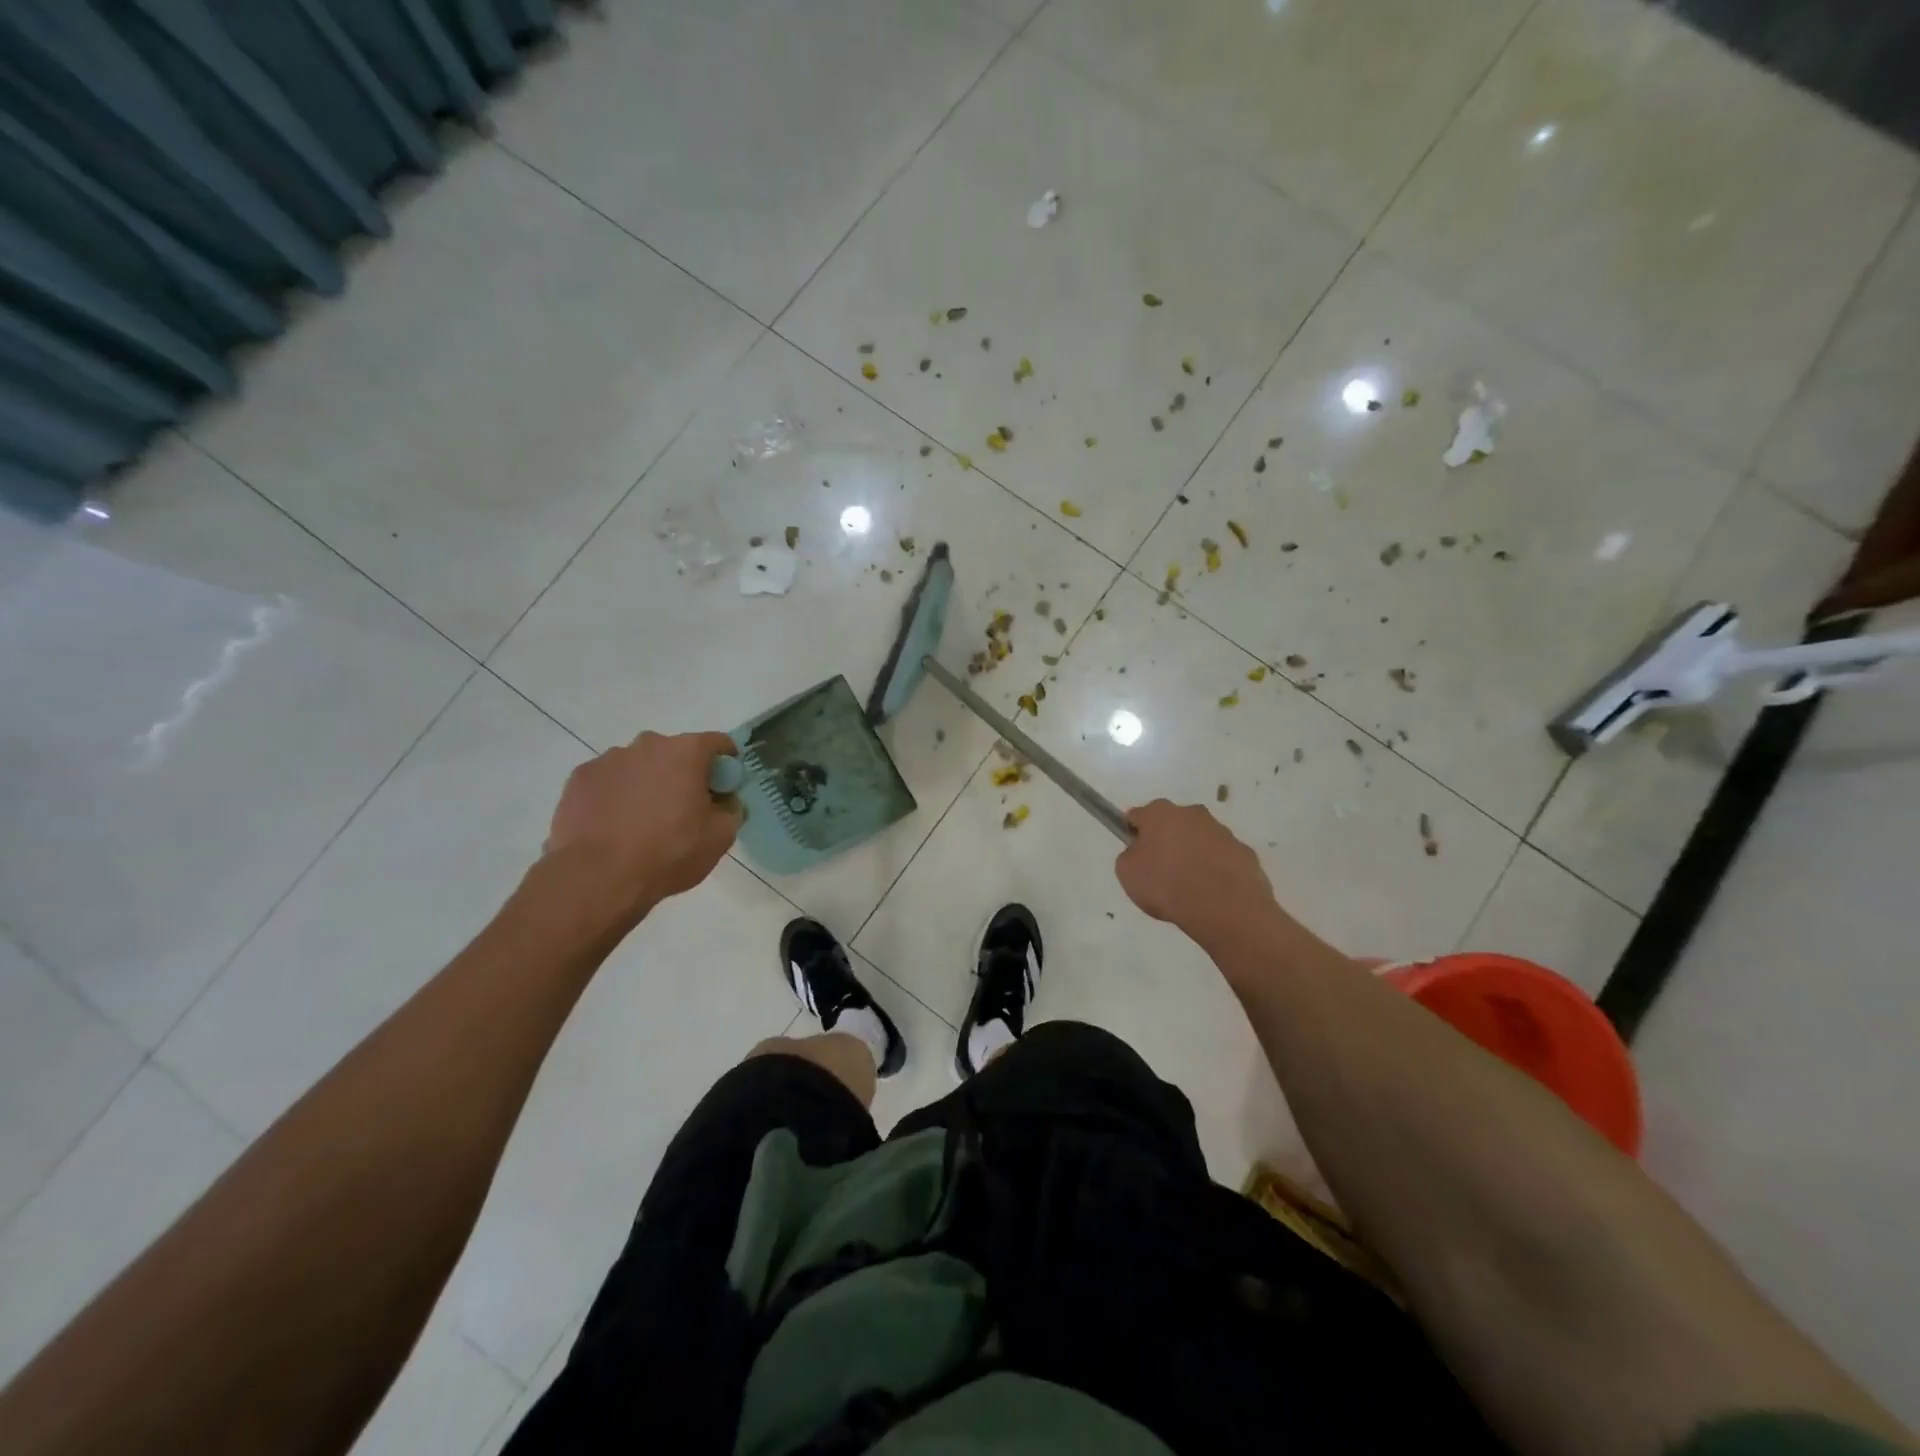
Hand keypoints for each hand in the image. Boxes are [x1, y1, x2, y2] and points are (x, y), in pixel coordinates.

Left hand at [544, 730, 741, 920]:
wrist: (598, 878)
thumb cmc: (669, 853)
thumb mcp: (721, 837)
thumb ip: (732, 809)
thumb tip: (725, 801)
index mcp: (686, 752)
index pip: (718, 743)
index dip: (726, 764)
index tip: (724, 788)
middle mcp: (647, 744)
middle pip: (675, 752)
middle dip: (683, 774)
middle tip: (684, 809)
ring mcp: (608, 759)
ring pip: (639, 765)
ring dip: (647, 783)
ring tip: (642, 822)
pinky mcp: (579, 778)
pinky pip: (609, 781)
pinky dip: (616, 795)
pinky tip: (614, 826)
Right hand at [1115, 800, 1277, 946]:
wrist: (1224, 908)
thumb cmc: (1166, 885)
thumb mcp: (1127, 873)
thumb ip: (1130, 856)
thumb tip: (1140, 853)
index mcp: (1160, 812)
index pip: (1137, 816)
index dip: (1133, 835)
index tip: (1135, 856)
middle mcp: (1193, 813)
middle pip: (1172, 823)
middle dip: (1167, 841)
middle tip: (1161, 872)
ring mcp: (1223, 832)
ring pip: (1200, 840)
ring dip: (1194, 855)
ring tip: (1189, 888)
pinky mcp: (1245, 853)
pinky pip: (1223, 859)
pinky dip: (1217, 871)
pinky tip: (1212, 894)